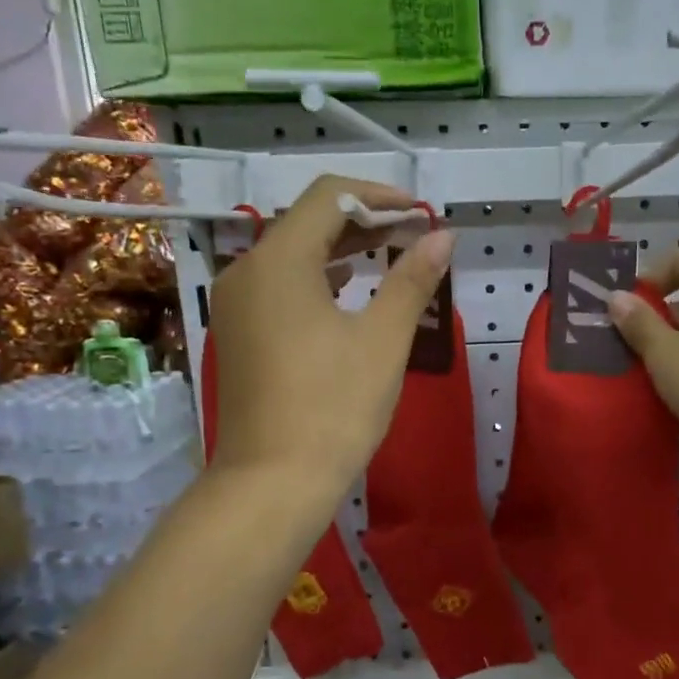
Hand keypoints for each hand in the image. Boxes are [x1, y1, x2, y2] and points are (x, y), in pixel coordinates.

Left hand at [208, 177, 453, 496]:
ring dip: (342, 250)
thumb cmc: (334, 407)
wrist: (272, 482)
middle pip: (308, 222)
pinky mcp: (239, 333)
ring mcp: (237, 304)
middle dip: (364, 222)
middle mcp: (247, 271)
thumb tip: (442, 237)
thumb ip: (412, 280)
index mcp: (279, 261)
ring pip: (293, 255)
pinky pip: (280, 286)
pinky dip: (318, 278)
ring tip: (391, 257)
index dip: (379, 196)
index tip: (420, 214)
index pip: (329, 197)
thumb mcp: (383, 340)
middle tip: (415, 235)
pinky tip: (349, 291)